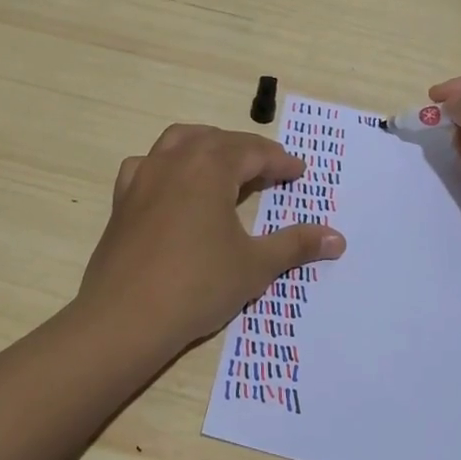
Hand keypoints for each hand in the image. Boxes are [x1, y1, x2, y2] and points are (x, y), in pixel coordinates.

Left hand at [80, 123, 345, 349]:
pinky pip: (146, 165)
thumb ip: (296, 245)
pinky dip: (165, 165)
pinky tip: (171, 184)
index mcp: (210, 167)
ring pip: (179, 141)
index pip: (254, 152)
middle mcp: (176, 161)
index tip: (299, 172)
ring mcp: (144, 177)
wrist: (124, 319)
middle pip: (218, 140)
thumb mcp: (255, 265)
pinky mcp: (122, 200)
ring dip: (207, 145)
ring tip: (224, 164)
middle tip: (269, 170)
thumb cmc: (197, 285)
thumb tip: (338, 238)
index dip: (280, 161)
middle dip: (247, 151)